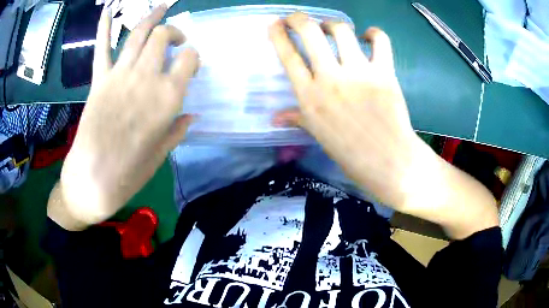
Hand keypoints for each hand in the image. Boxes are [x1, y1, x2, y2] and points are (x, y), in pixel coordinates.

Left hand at [48, 5, 198, 229]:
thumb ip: (176, 130)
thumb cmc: (129, 173)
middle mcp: (145, 78)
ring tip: (161, 8)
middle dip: (174, 32)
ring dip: (151, 16)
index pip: (189, 58)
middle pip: (163, 36)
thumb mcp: (160, 155)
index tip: (190, 66)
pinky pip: (102, 48)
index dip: (193, 57)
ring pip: (138, 33)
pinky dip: (103, 27)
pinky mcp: (99, 80)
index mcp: (167, 98)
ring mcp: (119, 75)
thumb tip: (191, 116)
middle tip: (175, 40)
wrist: (91, 180)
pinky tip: (107, 10)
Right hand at [270, 13, 497, 238]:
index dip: (278, 34)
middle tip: (298, 18)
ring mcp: (359, 72)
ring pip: (342, 30)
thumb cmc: (350, 153)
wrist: (388, 162)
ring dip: (333, 25)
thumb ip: (297, 118)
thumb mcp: (319, 135)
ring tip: (333, 30)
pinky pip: (380, 40)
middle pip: (310, 32)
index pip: (287, 55)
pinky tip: (369, 37)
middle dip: (299, 18)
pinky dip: (374, 34)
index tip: (275, 24)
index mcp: (310, 96)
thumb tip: (275, 117)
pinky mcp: (384, 72)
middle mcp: (330, 78)